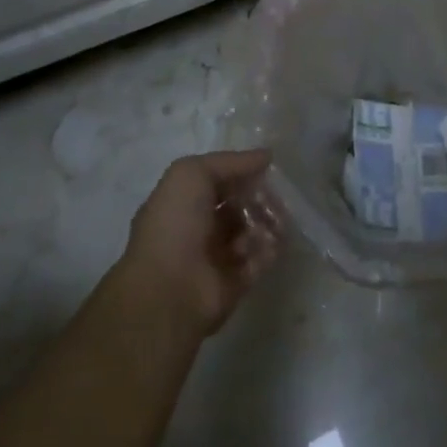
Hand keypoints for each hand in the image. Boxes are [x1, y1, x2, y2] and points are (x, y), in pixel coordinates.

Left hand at [121, 151, 280, 336]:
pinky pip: (260, 259)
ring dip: (267, 221)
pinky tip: (272, 240)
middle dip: (259, 197)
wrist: (168, 290)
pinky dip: (269, 248)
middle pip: (238, 206)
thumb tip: (265, 155)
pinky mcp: (235, 283)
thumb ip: (230, 162)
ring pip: (251, 231)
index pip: (218, 182)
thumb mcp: (192, 174)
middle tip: (276, 195)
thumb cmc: (175, 224)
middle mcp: (199, 229)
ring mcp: (217, 257)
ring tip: (277, 218)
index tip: (267, 166)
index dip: (241, 172)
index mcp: (183, 203)